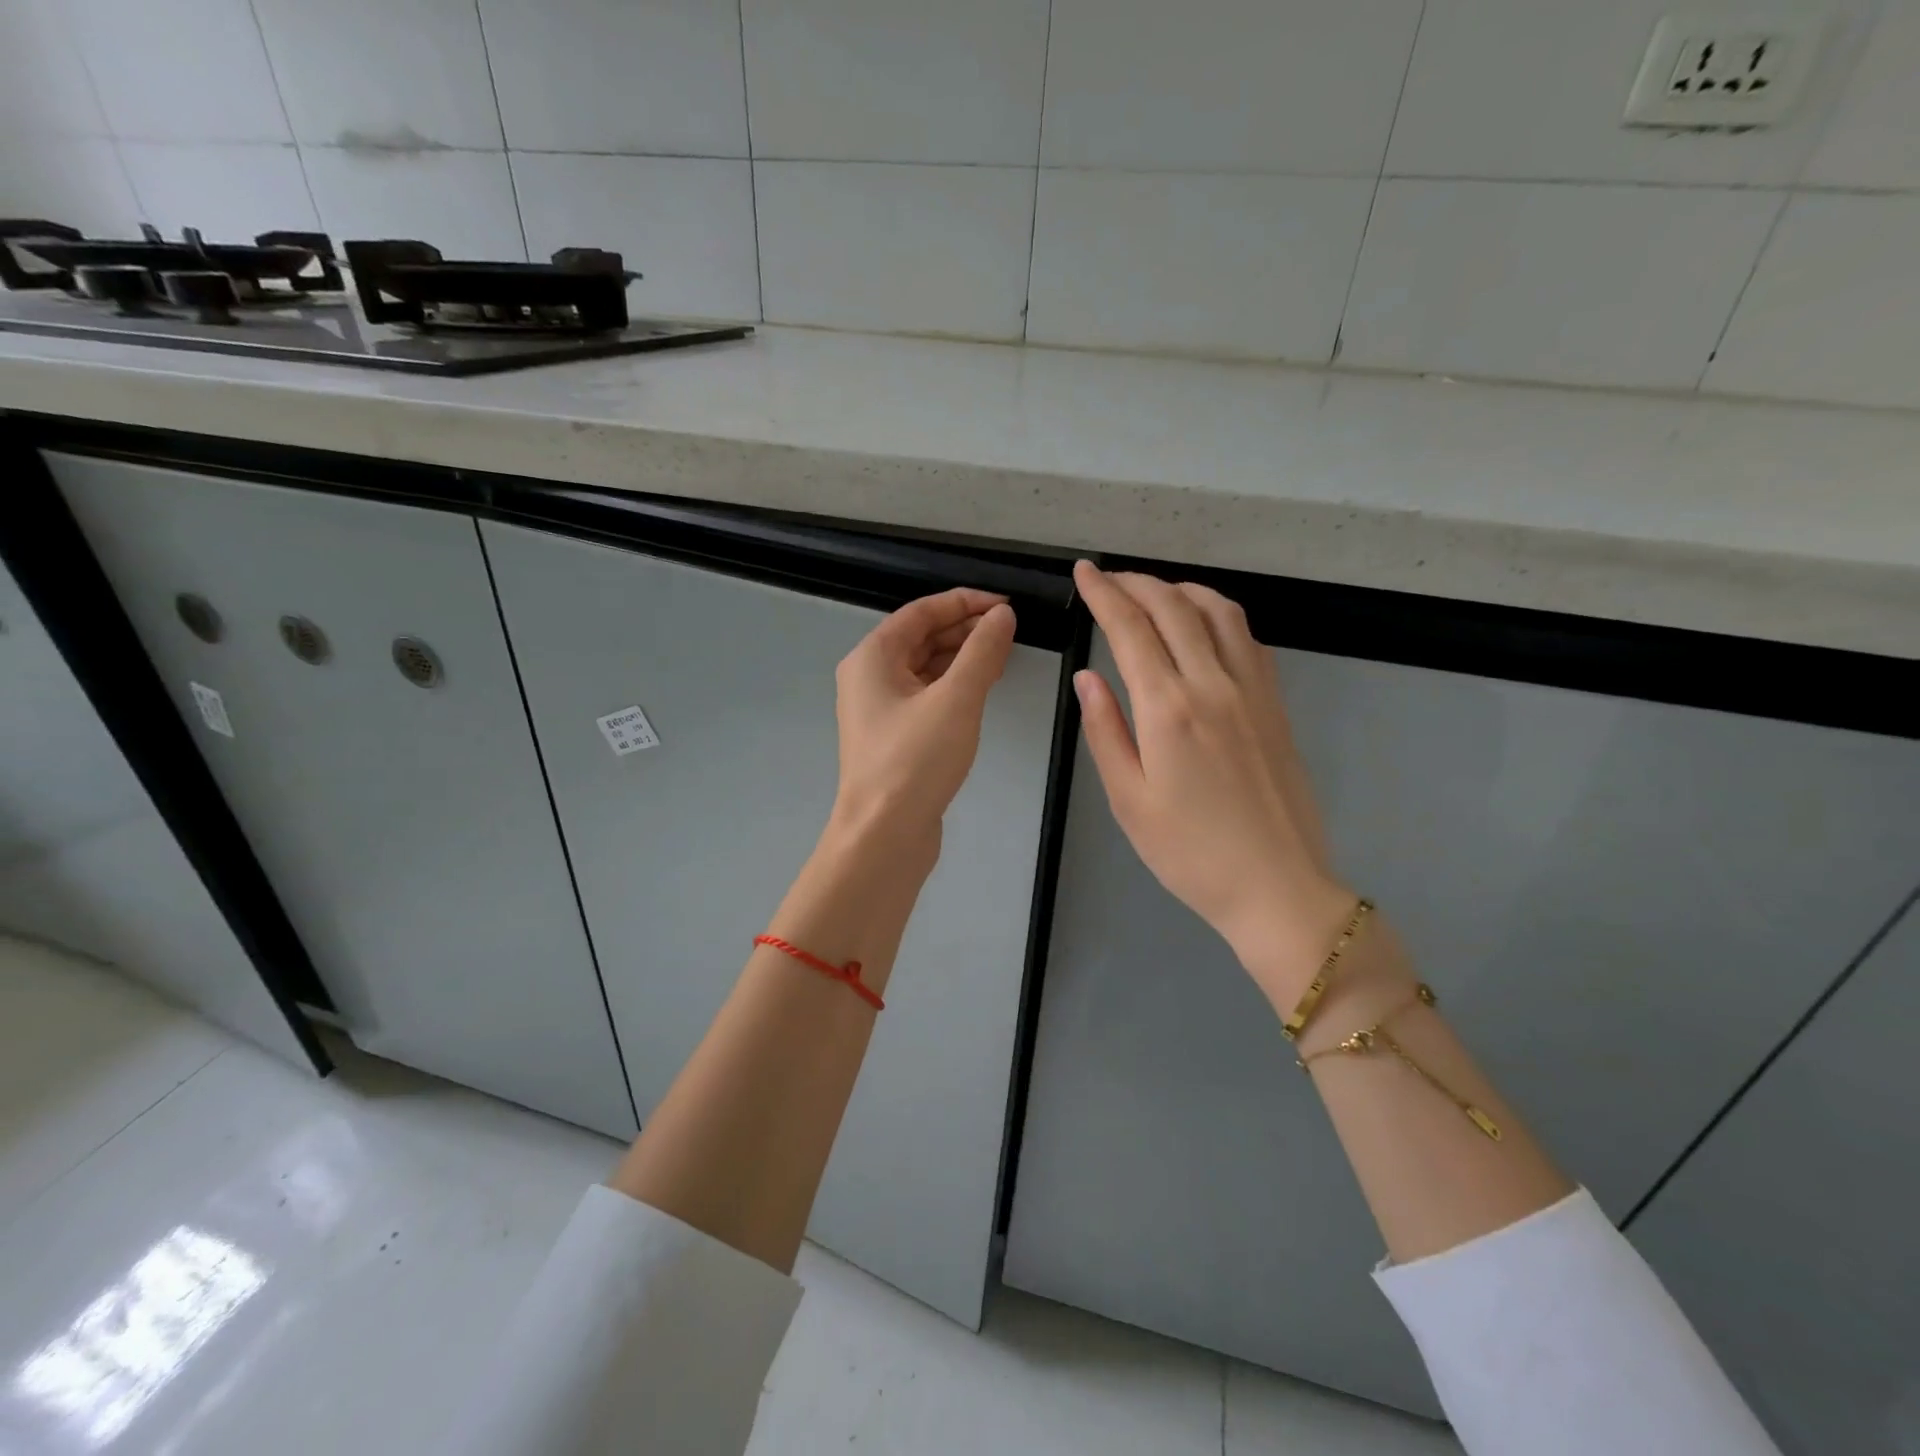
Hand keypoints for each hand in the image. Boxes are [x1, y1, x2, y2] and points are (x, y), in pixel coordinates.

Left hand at [829, 587, 1016, 856]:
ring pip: (924, 668)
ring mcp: (879, 709)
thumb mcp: (956, 699)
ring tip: (1003, 655)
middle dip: (965, 629)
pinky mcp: (893, 736)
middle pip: (920, 637)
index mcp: (872, 657)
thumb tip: (1001, 615)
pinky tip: (982, 689)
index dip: (964, 602)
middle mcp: (869, 677)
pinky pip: (926, 695)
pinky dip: (953, 686)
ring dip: (961, 657)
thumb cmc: (915, 761)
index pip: (921, 612)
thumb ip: (982, 651)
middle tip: (1010, 630)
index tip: (1006, 605)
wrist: (884, 835)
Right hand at [1072, 562, 1353, 1007]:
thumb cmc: (1190, 854)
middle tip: (1109, 577)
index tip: (1085, 571)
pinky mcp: (1276, 704)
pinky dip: (1219, 614)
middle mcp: (1213, 685)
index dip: (1105, 593)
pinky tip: (1204, 624)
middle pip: (1174, 608)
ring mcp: (1253, 691)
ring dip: (1181, 589)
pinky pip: (1247, 638)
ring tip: (1154, 591)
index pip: (1131, 629)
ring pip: (1219, 612)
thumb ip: (1106, 731)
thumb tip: (1088, 677)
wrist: (1276, 886)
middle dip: (1137, 582)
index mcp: (1169, 710)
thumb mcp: (1128, 800)